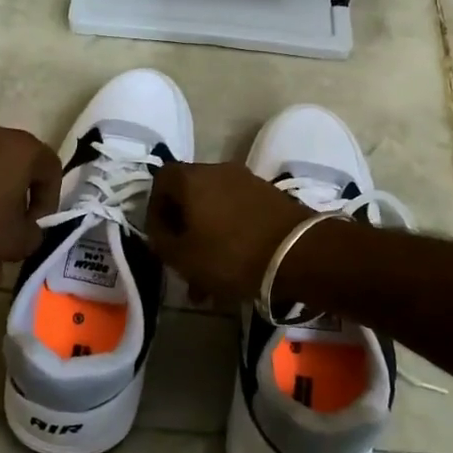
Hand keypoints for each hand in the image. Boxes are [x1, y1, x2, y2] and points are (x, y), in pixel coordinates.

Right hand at [145, 161, 313, 303]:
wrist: (299, 253)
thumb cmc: (231, 254)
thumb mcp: (183, 257)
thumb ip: (161, 241)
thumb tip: (160, 230)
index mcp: (192, 178)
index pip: (160, 179)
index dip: (154, 208)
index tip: (160, 238)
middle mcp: (218, 171)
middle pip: (190, 195)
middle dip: (183, 231)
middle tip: (183, 264)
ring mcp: (248, 182)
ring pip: (215, 210)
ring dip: (207, 240)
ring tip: (209, 282)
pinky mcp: (270, 197)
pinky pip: (238, 215)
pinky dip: (230, 237)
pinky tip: (235, 271)